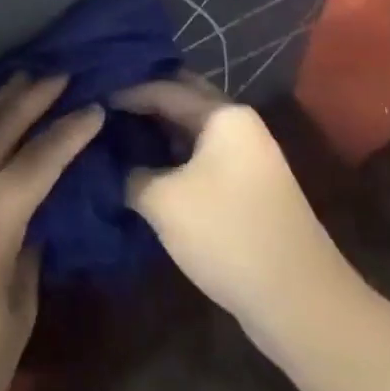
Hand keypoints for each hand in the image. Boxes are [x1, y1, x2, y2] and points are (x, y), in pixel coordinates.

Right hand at [113, 74, 366, 338]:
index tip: (89, 98)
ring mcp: (247, 156)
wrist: (300, 303)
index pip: (163, 88)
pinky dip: (173, 155)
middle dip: (144, 101)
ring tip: (115, 134)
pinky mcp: (248, 186)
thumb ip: (130, 173)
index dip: (124, 92)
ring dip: (158, 130)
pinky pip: (202, 155)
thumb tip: (111, 164)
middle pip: (183, 99)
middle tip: (102, 106)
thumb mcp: (163, 201)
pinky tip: (145, 166)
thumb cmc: (228, 235)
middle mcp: (239, 124)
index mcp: (223, 115)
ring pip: (192, 129)